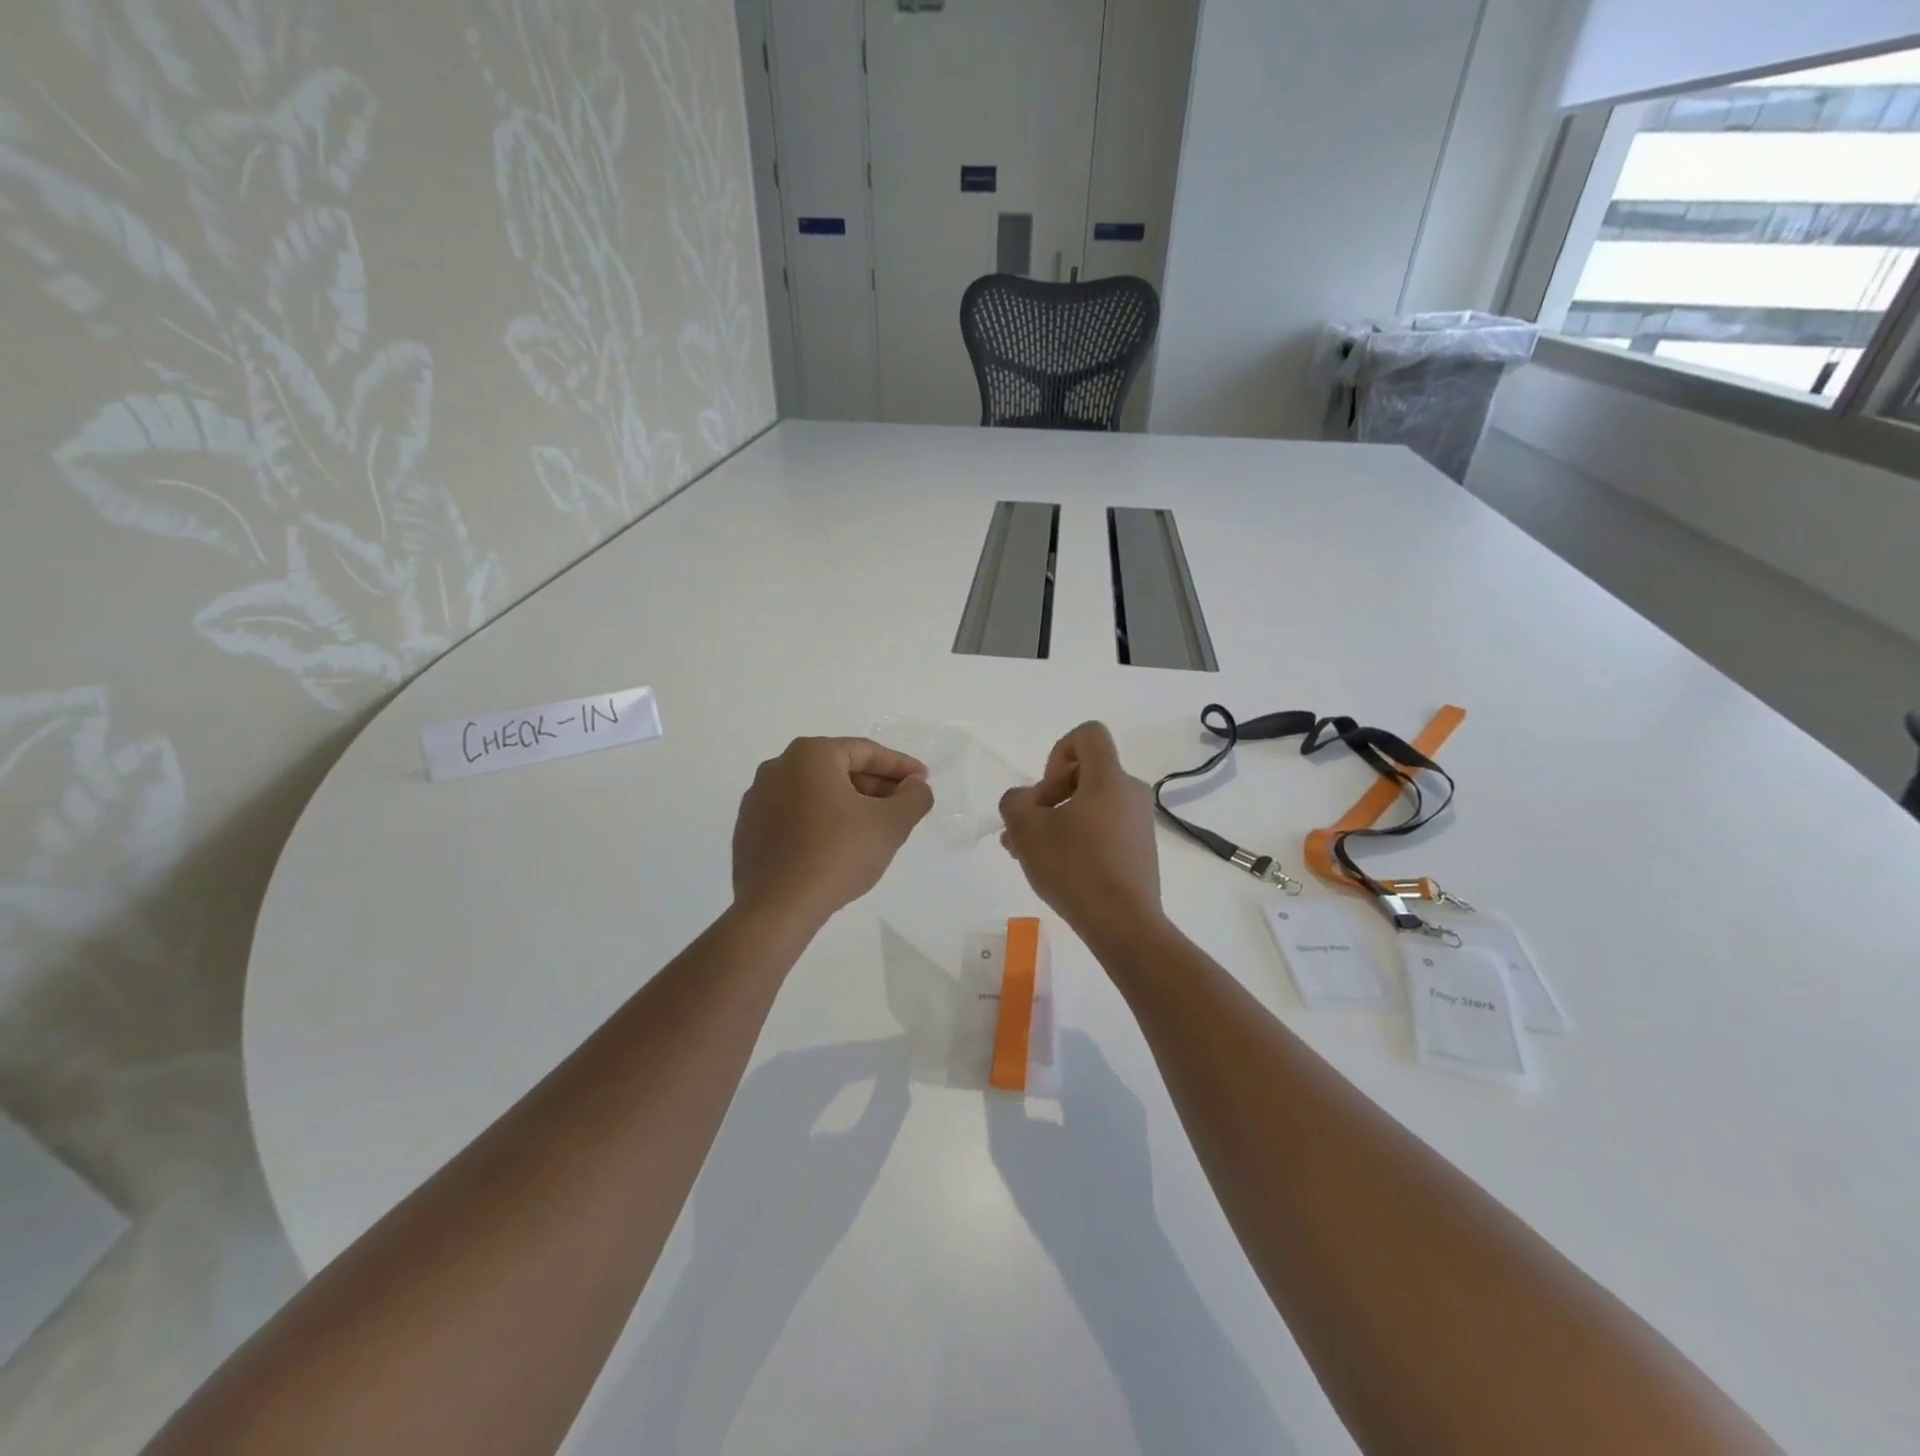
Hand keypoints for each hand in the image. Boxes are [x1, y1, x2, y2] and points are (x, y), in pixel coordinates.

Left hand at [733, 737, 932, 925]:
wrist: (777, 908)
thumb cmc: (837, 854)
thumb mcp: (890, 824)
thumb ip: (913, 798)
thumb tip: (915, 786)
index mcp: (810, 755)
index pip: (865, 752)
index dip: (900, 766)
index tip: (922, 781)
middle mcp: (778, 767)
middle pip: (839, 770)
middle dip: (875, 786)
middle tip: (902, 806)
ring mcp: (758, 799)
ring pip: (816, 793)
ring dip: (848, 805)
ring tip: (874, 829)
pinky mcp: (749, 829)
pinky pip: (795, 815)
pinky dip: (821, 822)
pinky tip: (838, 846)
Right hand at [998, 722, 1163, 943]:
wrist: (1122, 923)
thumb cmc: (1074, 867)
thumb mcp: (1026, 829)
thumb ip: (1014, 802)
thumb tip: (1025, 801)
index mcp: (1109, 778)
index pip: (1088, 734)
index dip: (1058, 751)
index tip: (1045, 790)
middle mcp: (1131, 793)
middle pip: (1084, 774)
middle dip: (1048, 796)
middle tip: (1025, 830)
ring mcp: (1139, 824)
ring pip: (1089, 806)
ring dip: (1057, 821)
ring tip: (1028, 854)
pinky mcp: (1140, 851)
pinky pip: (1103, 829)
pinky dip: (1078, 839)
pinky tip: (1055, 869)